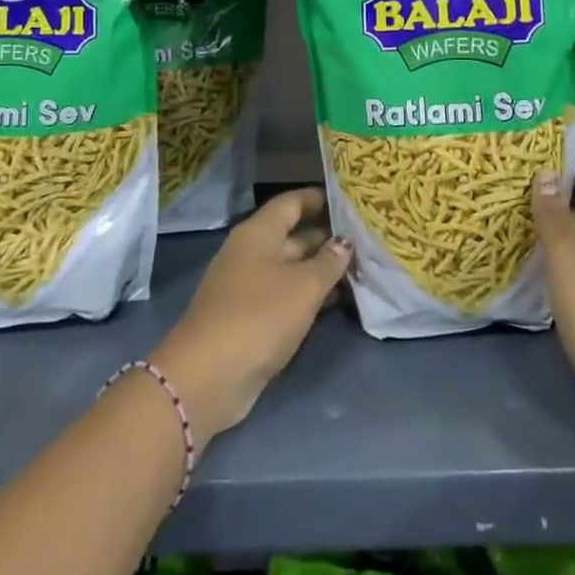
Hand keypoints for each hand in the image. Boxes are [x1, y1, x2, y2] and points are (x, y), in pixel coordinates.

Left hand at [151, 188, 351, 440]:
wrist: (208, 376)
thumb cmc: (259, 316)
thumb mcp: (303, 286)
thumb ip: (329, 262)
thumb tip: (344, 242)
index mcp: (258, 233)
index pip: (292, 202)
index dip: (319, 198)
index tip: (350, 199)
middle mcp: (251, 252)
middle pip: (293, 236)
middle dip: (327, 238)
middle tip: (366, 240)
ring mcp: (248, 286)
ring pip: (291, 268)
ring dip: (321, 270)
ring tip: (361, 271)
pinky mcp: (250, 317)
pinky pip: (285, 295)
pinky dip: (309, 295)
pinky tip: (337, 301)